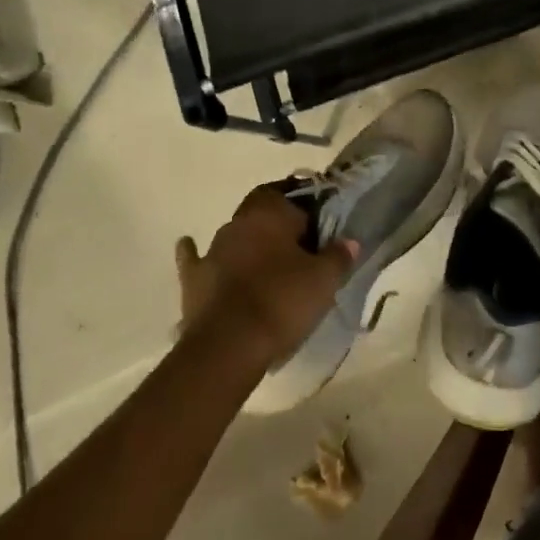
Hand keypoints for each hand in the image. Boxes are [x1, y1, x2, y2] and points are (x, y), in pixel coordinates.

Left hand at [175, 185, 357, 365]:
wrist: (228, 346)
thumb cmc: (282, 302)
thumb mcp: (324, 280)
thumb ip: (338, 255)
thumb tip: (348, 241)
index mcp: (269, 213)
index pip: (291, 193)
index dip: (307, 204)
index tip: (321, 220)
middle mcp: (237, 223)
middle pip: (262, 212)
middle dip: (280, 224)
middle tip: (301, 245)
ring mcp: (212, 250)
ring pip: (235, 236)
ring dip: (250, 244)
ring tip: (269, 262)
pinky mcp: (193, 279)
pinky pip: (195, 259)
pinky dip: (197, 254)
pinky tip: (191, 248)